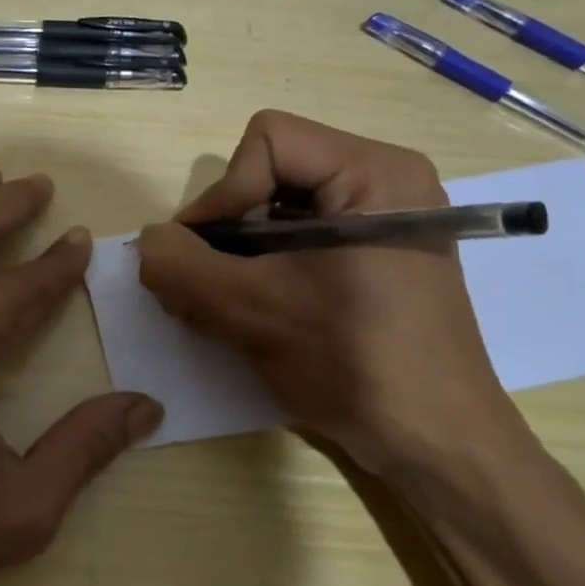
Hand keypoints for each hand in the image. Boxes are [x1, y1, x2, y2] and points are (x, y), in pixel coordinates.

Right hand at [136, 111, 523, 473]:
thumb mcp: (250, 311)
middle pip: (271, 171)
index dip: (224, 193)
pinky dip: (264, 266)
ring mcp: (384, 221)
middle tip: (205, 284)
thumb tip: (149, 241)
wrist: (436, 444)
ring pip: (280, 207)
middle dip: (227, 227)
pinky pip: (302, 236)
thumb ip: (181, 266)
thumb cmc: (353, 363)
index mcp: (374, 173)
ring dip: (239, 252)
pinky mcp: (377, 257)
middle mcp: (386, 182)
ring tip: (223, 303)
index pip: (267, 141)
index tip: (204, 256)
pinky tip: (254, 309)